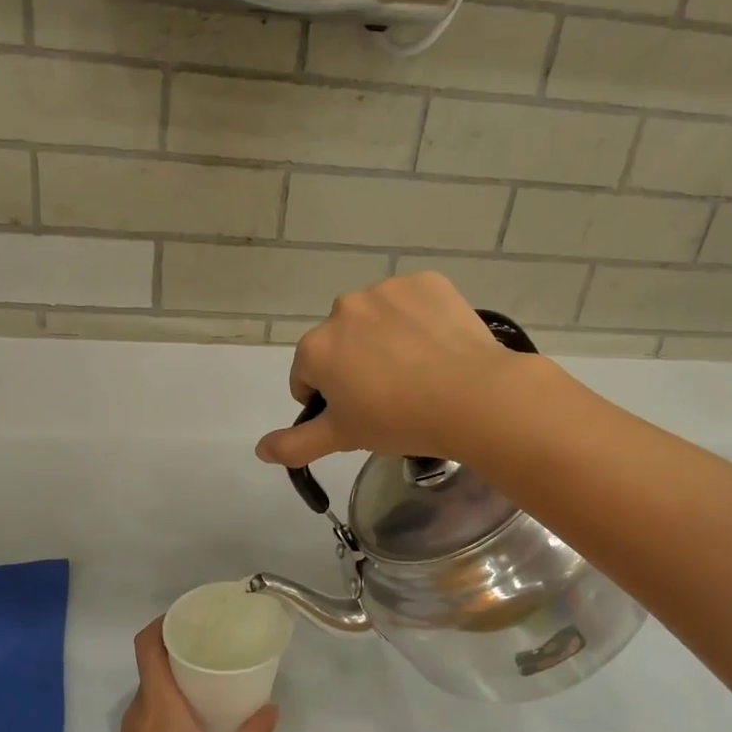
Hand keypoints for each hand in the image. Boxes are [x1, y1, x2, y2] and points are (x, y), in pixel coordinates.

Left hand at [93, 620, 278, 731]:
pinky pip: (149, 704)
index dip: (163, 622)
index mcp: (159, 704)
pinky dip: (169, 693)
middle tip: (213, 639)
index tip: (190, 615)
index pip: (147, 646)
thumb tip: (273, 708)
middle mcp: (140, 708)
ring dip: (175, 670)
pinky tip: (196, 707)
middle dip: (178, 644)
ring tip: (210, 669)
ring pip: (151, 683)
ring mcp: (131, 728)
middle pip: (151, 660)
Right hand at [254, 272, 527, 468]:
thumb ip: (295, 444)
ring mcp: (386, 290)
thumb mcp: (342, 438)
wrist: (471, 397)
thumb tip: (260, 449)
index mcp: (316, 347)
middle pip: (339, 343)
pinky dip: (418, 320)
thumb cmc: (398, 421)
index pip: (306, 376)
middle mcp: (343, 309)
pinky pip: (412, 303)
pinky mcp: (426, 282)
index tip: (357, 415)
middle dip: (354, 366)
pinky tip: (437, 347)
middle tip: (389, 396)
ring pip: (375, 320)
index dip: (327, 400)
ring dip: (384, 340)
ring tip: (417, 372)